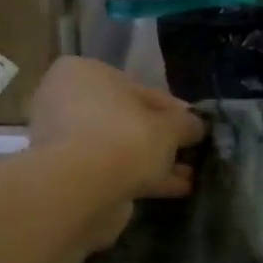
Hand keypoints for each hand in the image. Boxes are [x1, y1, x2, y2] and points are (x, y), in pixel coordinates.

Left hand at [27, 59, 204, 238]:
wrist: (83, 189)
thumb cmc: (126, 138)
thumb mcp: (170, 126)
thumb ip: (187, 123)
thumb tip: (197, 126)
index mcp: (85, 73)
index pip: (140, 89)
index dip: (174, 110)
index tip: (196, 128)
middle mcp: (67, 101)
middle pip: (128, 119)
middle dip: (161, 138)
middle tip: (191, 152)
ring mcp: (64, 141)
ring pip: (121, 148)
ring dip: (155, 161)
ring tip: (190, 176)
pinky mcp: (68, 175)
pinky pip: (113, 170)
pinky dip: (142, 178)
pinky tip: (176, 189)